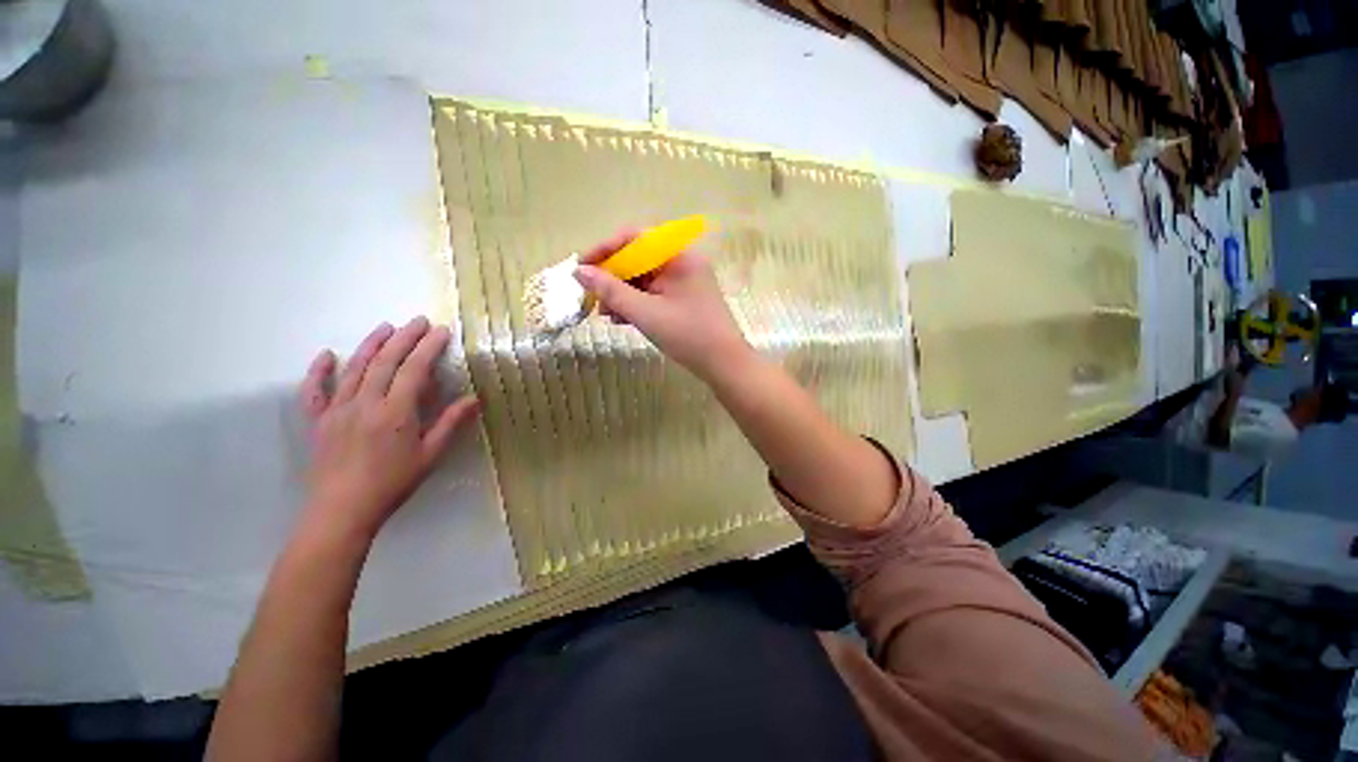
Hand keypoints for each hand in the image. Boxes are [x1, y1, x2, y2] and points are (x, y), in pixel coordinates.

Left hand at [298, 318, 478, 542]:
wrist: (342, 510)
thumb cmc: (393, 483)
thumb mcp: (430, 455)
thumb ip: (450, 424)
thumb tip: (474, 399)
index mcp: (395, 412)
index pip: (413, 370)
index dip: (428, 348)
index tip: (441, 331)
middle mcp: (365, 403)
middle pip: (385, 362)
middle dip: (404, 338)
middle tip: (418, 321)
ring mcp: (338, 410)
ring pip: (355, 369)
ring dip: (371, 345)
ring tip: (386, 327)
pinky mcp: (319, 421)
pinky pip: (315, 391)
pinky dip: (319, 371)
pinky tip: (327, 355)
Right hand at [573, 229, 754, 381]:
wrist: (725, 364)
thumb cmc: (688, 335)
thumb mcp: (645, 312)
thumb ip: (611, 290)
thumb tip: (579, 272)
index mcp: (678, 256)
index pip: (634, 238)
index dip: (604, 250)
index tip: (581, 268)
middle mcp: (683, 262)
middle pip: (638, 259)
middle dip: (612, 279)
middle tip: (593, 299)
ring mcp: (685, 282)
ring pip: (644, 279)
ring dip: (622, 294)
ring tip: (606, 315)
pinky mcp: (684, 299)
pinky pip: (654, 294)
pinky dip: (637, 304)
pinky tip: (622, 320)